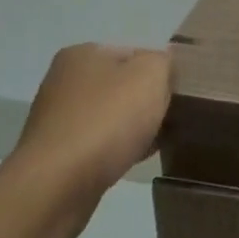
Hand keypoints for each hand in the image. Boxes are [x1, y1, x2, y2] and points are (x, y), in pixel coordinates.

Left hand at [12, 44, 172, 203]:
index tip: (180, 97)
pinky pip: (100, 144)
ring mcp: (59, 118)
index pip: (136, 54)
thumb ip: (163, 62)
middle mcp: (65, 81)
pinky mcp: (58, 153)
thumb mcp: (149, 75)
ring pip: (113, 117)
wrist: (59, 183)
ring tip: (158, 143)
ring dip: (135, 128)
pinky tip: (135, 160)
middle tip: (173, 121)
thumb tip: (163, 68)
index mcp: (83, 54)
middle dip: (148, 103)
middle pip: (123, 86)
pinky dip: (119, 149)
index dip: (162, 74)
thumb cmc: (107, 120)